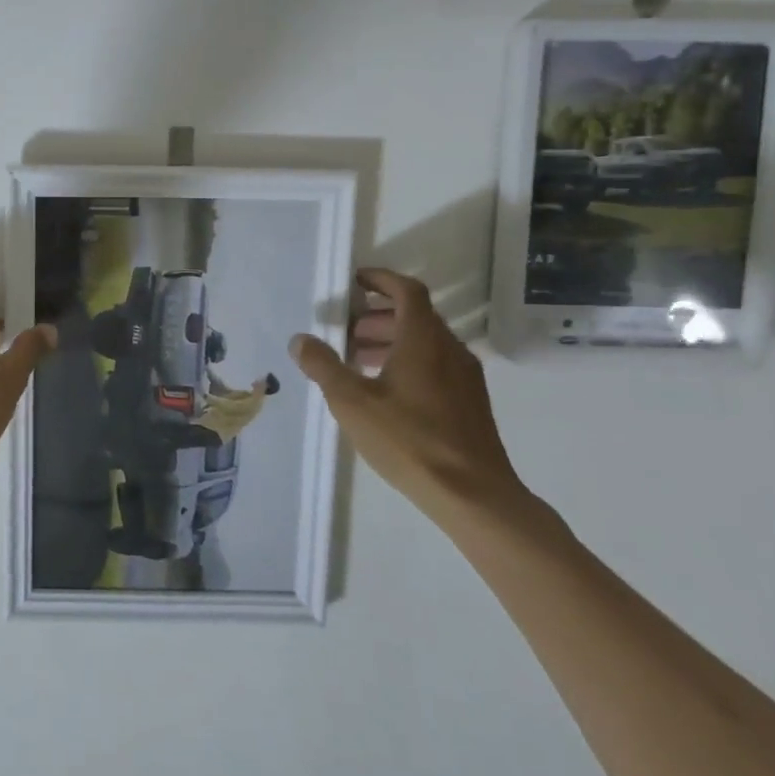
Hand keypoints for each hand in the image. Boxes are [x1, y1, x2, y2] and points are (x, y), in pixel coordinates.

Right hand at [290, 268, 525, 524]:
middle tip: (348, 329)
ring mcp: (465, 377)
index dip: (381, 280)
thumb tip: (300, 339)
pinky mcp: (471, 403)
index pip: (407, 291)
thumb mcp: (352, 402)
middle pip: (416, 316)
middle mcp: (450, 350)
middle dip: (379, 315)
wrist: (474, 495)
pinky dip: (409, 361)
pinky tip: (387, 392)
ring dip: (393, 340)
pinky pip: (437, 364)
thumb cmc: (409, 440)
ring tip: (360, 360)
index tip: (356, 282)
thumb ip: (323, 366)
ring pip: (427, 342)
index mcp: (423, 340)